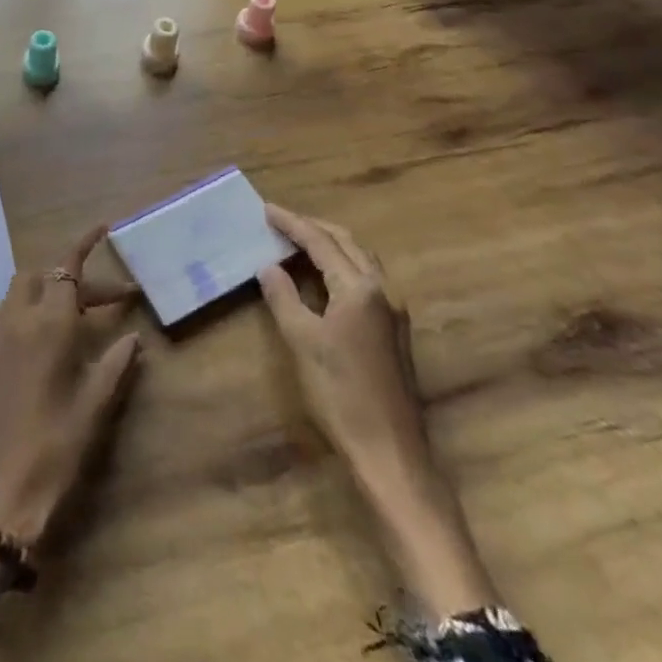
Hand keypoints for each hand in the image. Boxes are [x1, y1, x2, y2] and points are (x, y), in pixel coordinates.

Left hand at [0, 226, 141, 579]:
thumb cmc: (56, 448)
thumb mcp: (95, 406)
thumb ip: (115, 363)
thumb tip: (132, 336)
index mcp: (49, 324)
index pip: (67, 268)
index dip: (84, 243)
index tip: (104, 228)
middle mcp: (17, 318)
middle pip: (42, 274)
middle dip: (72, 276)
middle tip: (103, 302)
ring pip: (19, 289)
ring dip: (45, 290)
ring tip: (71, 315)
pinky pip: (2, 312)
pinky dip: (23, 309)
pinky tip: (38, 337)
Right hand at [257, 205, 427, 484]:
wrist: (390, 452)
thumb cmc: (341, 394)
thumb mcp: (302, 341)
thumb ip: (284, 297)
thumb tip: (269, 266)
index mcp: (359, 288)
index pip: (320, 242)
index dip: (292, 223)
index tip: (266, 209)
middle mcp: (382, 290)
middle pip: (347, 242)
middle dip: (313, 227)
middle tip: (281, 221)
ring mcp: (393, 310)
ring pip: (360, 259)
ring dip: (330, 244)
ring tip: (298, 241)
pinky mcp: (394, 330)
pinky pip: (366, 278)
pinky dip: (341, 265)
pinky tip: (323, 277)